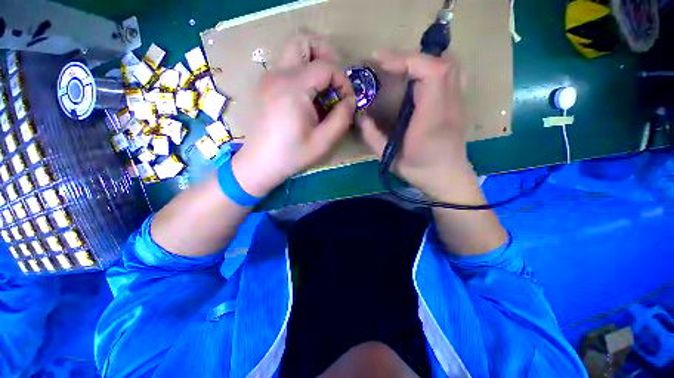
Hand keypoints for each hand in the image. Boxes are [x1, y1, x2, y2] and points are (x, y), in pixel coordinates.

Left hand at [232, 34, 355, 196]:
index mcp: (292, 88)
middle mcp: (277, 74)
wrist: (260, 163)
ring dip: (314, 64)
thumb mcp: (323, 142)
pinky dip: (303, 74)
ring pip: (294, 51)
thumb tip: (350, 101)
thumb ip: (342, 118)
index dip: (343, 81)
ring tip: (323, 92)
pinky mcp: (265, 85)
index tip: (347, 101)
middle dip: (326, 56)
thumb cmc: (291, 155)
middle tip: (334, 82)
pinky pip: (288, 67)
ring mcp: (268, 78)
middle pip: (304, 41)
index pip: (326, 66)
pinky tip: (308, 99)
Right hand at [358, 50, 475, 200]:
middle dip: (412, 57)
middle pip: (442, 62)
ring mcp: (458, 102)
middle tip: (388, 65)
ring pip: (450, 65)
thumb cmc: (419, 170)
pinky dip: (432, 68)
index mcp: (432, 118)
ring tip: (402, 68)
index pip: (431, 73)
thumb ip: (372, 136)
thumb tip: (360, 116)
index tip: (380, 62)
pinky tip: (418, 79)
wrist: (448, 178)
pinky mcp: (458, 104)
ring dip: (424, 60)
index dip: (406, 60)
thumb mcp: (389, 157)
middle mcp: (450, 104)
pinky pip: (451, 75)